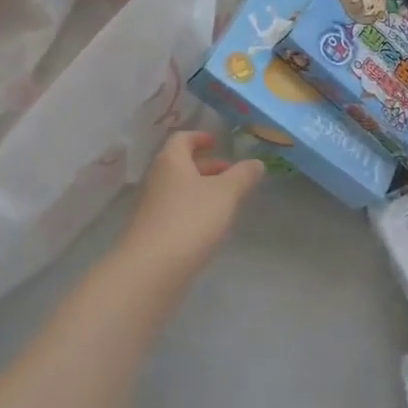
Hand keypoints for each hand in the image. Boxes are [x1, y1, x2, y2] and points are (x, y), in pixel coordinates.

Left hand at [119, 131, 263, 277]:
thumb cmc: (191, 220)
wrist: (151, 269)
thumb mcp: (226, 194)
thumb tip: (256, 163)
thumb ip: (243, 175)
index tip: (216, 142)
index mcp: (171, 161)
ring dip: (200, 189)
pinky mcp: (151, 232)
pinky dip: (192, 209)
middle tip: (230, 173)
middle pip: (180, 164)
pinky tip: (209, 225)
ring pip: (178, 188)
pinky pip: (174, 210)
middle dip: (206, 166)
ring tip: (226, 201)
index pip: (182, 139)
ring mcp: (151, 207)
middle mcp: (156, 179)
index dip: (200, 137)